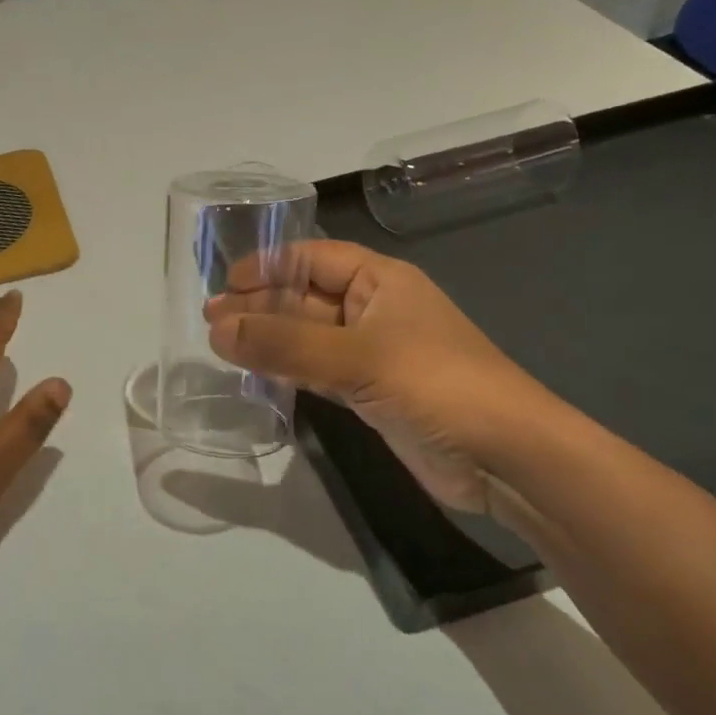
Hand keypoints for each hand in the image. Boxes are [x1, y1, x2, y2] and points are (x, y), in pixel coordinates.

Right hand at [205, 241, 558, 514]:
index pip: (313, 258)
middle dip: (259, 305)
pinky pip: (317, 370)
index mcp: (381, 281)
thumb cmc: (436, 383)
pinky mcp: (370, 393)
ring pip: (308, 336)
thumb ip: (283, 343)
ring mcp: (372, 354)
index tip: (223, 285)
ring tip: (219, 345)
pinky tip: (256, 373)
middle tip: (209, 321)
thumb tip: (216, 330)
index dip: (267, 265)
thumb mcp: (356, 356)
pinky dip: (287, 370)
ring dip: (268, 339)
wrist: (505, 456)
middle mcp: (374, 310)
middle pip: (305, 297)